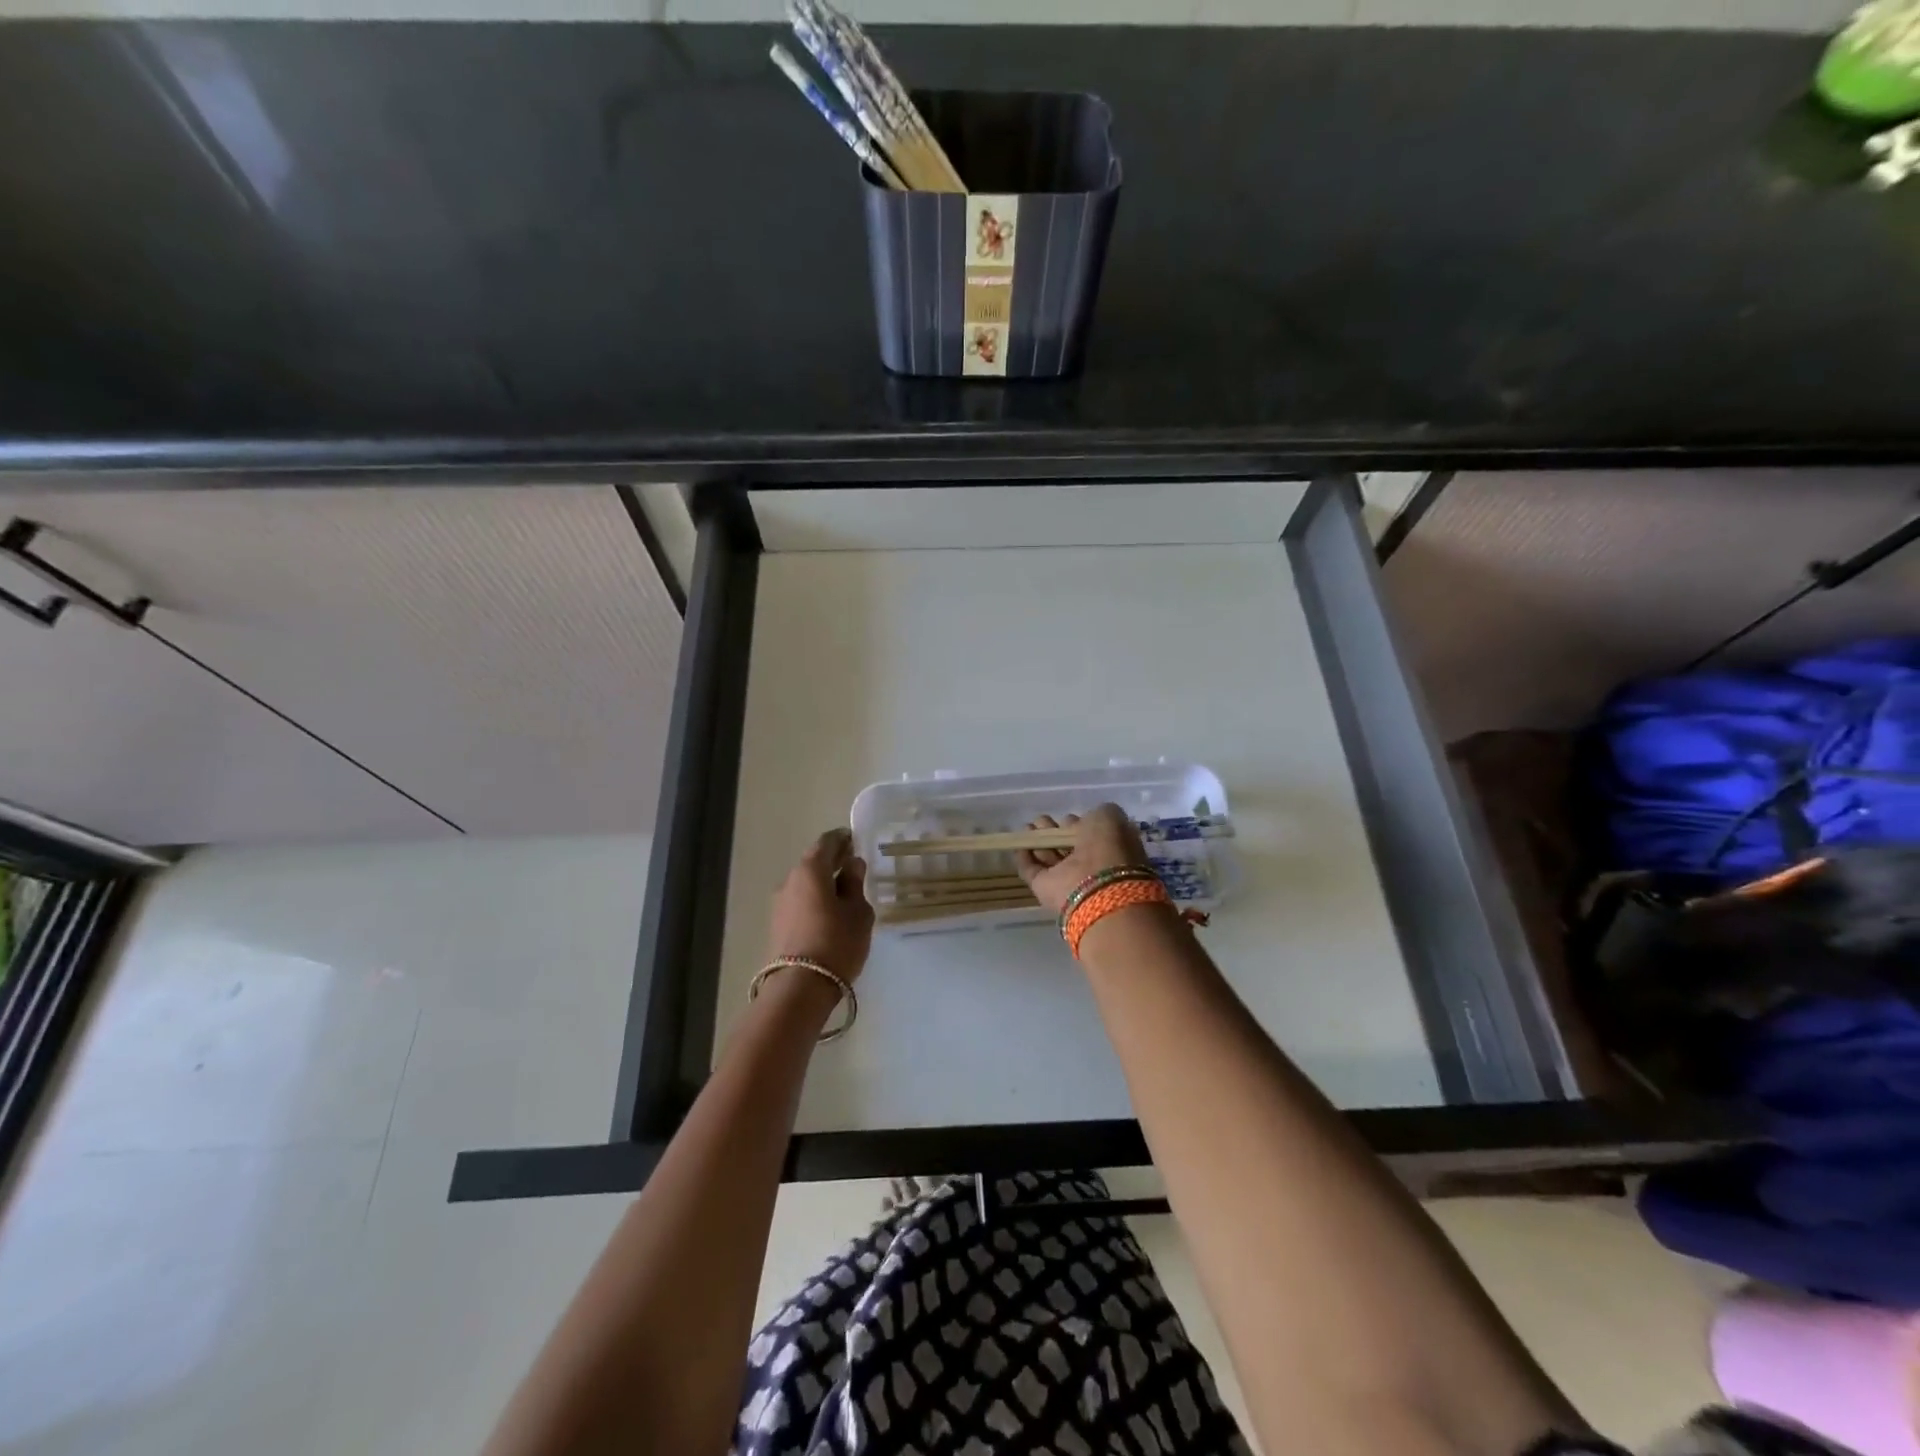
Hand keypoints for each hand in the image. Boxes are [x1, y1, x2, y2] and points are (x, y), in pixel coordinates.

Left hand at [767, 828, 874, 982]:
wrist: (800, 987)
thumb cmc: (837, 942)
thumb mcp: (858, 912)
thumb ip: (855, 884)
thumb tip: (852, 865)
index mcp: (810, 870)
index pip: (826, 842)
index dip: (842, 839)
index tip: (855, 840)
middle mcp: (790, 880)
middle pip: (813, 862)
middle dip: (833, 861)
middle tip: (853, 865)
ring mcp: (780, 904)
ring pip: (805, 884)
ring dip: (823, 883)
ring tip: (845, 892)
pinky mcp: (778, 925)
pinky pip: (800, 902)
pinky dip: (815, 899)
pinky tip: (830, 912)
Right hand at [1015, 804, 1149, 914]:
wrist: (1096, 887)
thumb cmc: (1107, 848)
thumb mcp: (1110, 818)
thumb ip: (1099, 813)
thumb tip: (1085, 820)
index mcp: (1110, 849)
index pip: (1089, 833)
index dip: (1077, 824)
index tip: (1065, 817)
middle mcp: (1089, 865)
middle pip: (1067, 845)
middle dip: (1054, 831)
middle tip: (1040, 820)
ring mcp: (1067, 879)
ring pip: (1049, 856)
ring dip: (1037, 841)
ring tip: (1026, 827)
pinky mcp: (1046, 889)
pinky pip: (1032, 870)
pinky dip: (1024, 857)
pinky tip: (1017, 843)